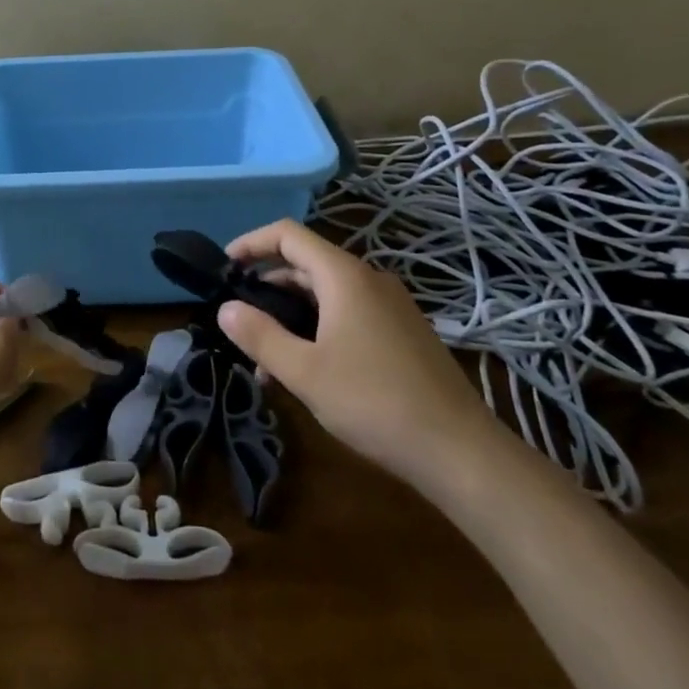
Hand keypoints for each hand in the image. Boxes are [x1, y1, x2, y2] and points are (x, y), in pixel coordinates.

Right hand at [217, 218, 503, 493]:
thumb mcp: (305, 372)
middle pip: (306, 264)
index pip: (288, 234)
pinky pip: (348, 314)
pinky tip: (307, 371)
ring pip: (326, 294)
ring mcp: (391, 307)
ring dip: (291, 315)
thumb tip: (225, 308)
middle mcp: (369, 280)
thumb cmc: (375, 403)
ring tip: (266, 358)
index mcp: (345, 277)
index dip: (251, 242)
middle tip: (240, 319)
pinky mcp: (402, 333)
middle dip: (267, 286)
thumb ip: (260, 336)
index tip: (225, 267)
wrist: (462, 454)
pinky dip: (318, 328)